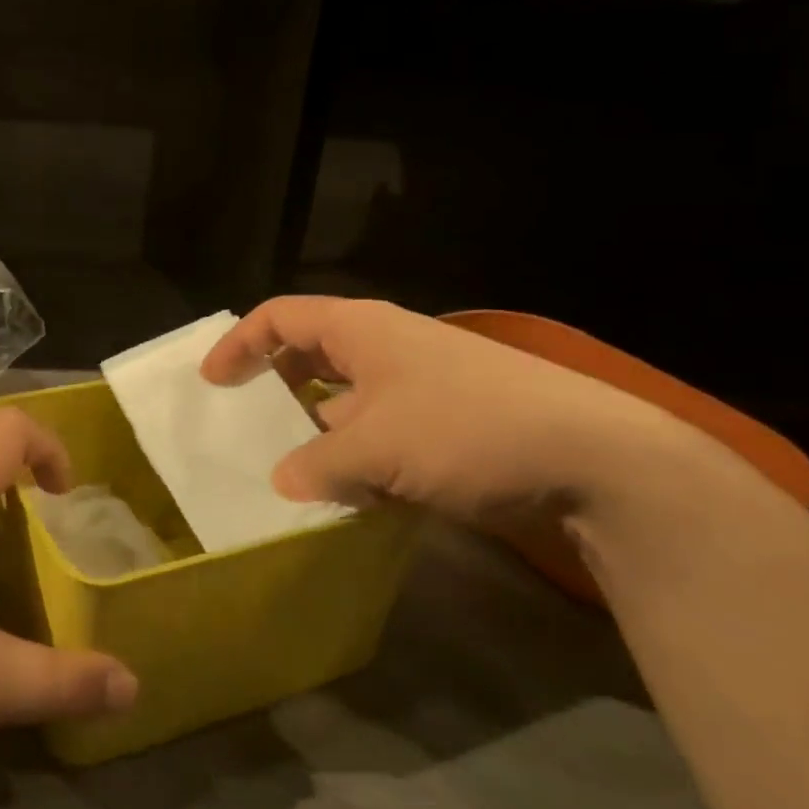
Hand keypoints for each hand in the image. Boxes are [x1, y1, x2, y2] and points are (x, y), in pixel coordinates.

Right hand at [201, 297, 743, 525]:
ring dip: (317, 428)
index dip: (239, 344)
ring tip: (292, 467)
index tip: (212, 382)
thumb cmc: (466, 429)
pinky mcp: (449, 418)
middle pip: (310, 352)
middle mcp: (386, 345)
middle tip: (245, 420)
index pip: (279, 317)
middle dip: (275, 384)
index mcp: (360, 329)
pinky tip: (352, 490)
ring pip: (347, 396)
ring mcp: (421, 381)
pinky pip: (382, 427)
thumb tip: (284, 482)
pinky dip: (357, 452)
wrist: (596, 457)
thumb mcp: (376, 449)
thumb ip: (318, 464)